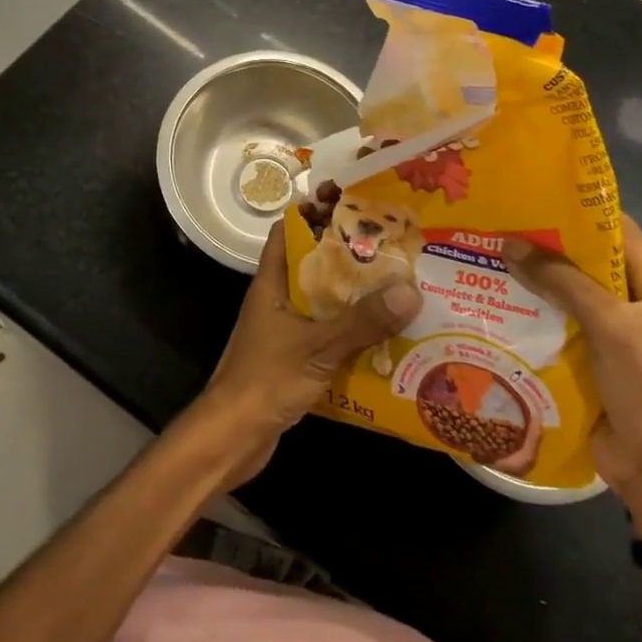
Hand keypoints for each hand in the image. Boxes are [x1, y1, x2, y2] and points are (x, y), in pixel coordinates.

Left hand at [193, 220, 421, 487]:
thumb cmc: (265, 380)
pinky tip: (384, 338)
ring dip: (354, 296)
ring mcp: (284, 330)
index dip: (314, 212)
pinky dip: (351, 333)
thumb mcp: (317, 348)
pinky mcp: (293, 359)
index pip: (289, 231)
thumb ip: (361, 322)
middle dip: (348, 255)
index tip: (352, 203)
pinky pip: (327, 334)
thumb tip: (409, 290)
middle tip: (391, 247)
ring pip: (322, 301)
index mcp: (272, 283)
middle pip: (313, 265)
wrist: (232, 439)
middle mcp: (277, 299)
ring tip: (398, 287)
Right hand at [503, 216, 641, 543]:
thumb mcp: (609, 325)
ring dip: (538, 282)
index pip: (622, 232)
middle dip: (550, 247)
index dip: (583, 212)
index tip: (537, 195)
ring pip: (573, 296)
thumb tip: (510, 244)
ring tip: (491, 258)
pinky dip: (536, 315)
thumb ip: (562, 281)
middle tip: (503, 225)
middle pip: (593, 264)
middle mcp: (641, 306)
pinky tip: (500, 303)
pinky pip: (563, 327)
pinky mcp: (596, 363)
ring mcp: (619, 337)